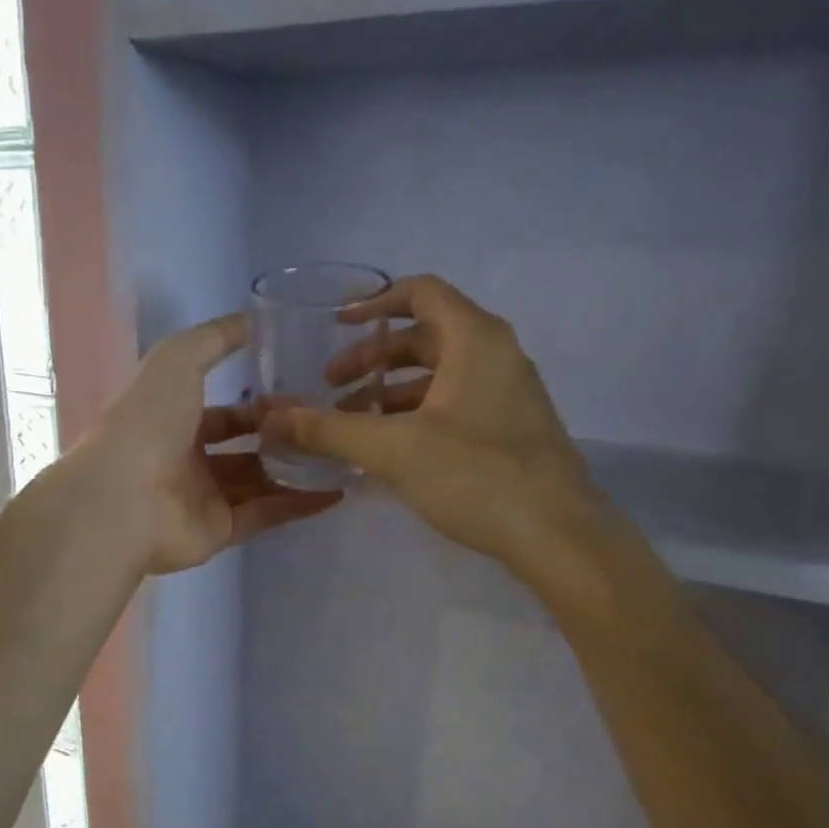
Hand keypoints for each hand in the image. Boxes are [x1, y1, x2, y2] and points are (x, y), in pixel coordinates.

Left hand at [76, 314, 340, 574]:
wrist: (122, 499)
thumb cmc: (148, 421)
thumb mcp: (178, 359)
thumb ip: (214, 338)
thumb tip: (254, 319)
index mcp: (172, 421)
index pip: (224, 412)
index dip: (260, 403)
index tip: (302, 394)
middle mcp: (187, 460)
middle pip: (245, 447)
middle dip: (282, 436)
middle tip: (326, 425)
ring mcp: (203, 498)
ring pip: (259, 481)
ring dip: (296, 469)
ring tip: (340, 454)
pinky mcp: (219, 531)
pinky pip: (266, 515)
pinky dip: (299, 504)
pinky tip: (337, 490)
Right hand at [272, 274, 616, 603]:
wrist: (557, 535)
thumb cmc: (476, 476)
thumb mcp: (392, 449)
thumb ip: (329, 430)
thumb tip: (272, 418)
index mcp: (475, 340)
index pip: (420, 293)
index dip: (374, 302)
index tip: (336, 324)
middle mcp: (496, 355)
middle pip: (424, 337)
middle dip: (372, 358)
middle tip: (330, 387)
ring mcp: (507, 394)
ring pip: (437, 375)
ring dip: (390, 392)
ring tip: (350, 423)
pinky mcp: (509, 429)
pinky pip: (452, 405)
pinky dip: (414, 415)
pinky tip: (386, 450)